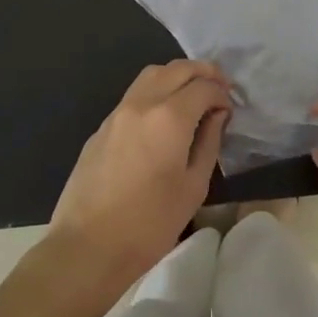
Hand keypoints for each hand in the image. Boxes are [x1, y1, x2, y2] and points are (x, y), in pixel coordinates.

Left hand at [49, 61, 230, 297]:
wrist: (87, 248)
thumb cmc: (149, 224)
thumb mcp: (193, 187)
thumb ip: (209, 142)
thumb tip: (217, 116)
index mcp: (170, 117)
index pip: (204, 87)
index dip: (222, 94)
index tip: (229, 111)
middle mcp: (143, 103)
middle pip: (178, 68)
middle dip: (204, 73)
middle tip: (219, 89)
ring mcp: (118, 113)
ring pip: (152, 74)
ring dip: (177, 76)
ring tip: (192, 96)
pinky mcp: (102, 127)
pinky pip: (134, 94)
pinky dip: (156, 92)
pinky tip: (163, 118)